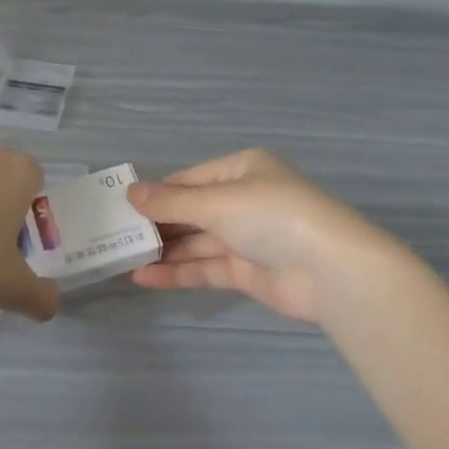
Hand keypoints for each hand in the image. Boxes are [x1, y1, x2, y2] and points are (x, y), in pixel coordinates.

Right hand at [126, 150, 405, 324]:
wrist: (331, 271)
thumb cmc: (273, 216)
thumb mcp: (217, 202)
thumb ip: (172, 202)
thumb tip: (131, 193)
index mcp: (243, 170)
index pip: (190, 179)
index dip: (157, 193)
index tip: (121, 206)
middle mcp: (245, 200)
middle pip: (193, 211)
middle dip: (159, 224)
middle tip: (116, 235)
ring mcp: (248, 238)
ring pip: (197, 242)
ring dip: (165, 250)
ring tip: (123, 258)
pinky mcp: (248, 272)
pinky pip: (206, 268)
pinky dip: (178, 272)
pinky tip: (144, 278)